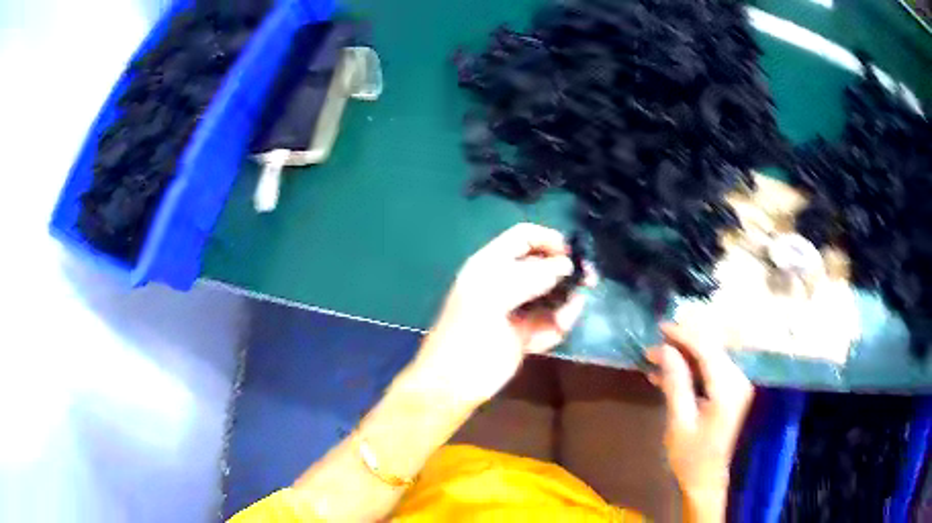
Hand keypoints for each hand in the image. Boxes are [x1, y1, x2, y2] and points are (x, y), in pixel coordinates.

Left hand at [408, 223, 592, 405]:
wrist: (455, 383)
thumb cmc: (467, 334)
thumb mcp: (493, 297)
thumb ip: (530, 277)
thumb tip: (566, 265)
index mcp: (490, 266)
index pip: (523, 238)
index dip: (548, 239)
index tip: (572, 253)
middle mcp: (505, 283)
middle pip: (542, 265)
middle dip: (565, 270)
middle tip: (589, 279)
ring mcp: (516, 310)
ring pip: (550, 295)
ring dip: (566, 299)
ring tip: (573, 308)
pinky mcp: (525, 334)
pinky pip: (550, 322)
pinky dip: (560, 323)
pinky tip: (562, 326)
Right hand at [647, 323, 753, 498]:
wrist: (706, 481)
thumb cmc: (690, 457)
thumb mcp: (679, 422)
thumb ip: (675, 383)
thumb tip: (665, 349)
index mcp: (728, 389)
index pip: (708, 349)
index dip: (684, 335)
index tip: (660, 328)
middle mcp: (738, 380)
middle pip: (711, 348)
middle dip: (682, 343)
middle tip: (654, 345)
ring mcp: (736, 385)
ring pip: (710, 356)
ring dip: (684, 355)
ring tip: (655, 359)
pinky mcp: (730, 390)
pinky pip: (710, 369)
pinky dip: (690, 368)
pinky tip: (667, 374)